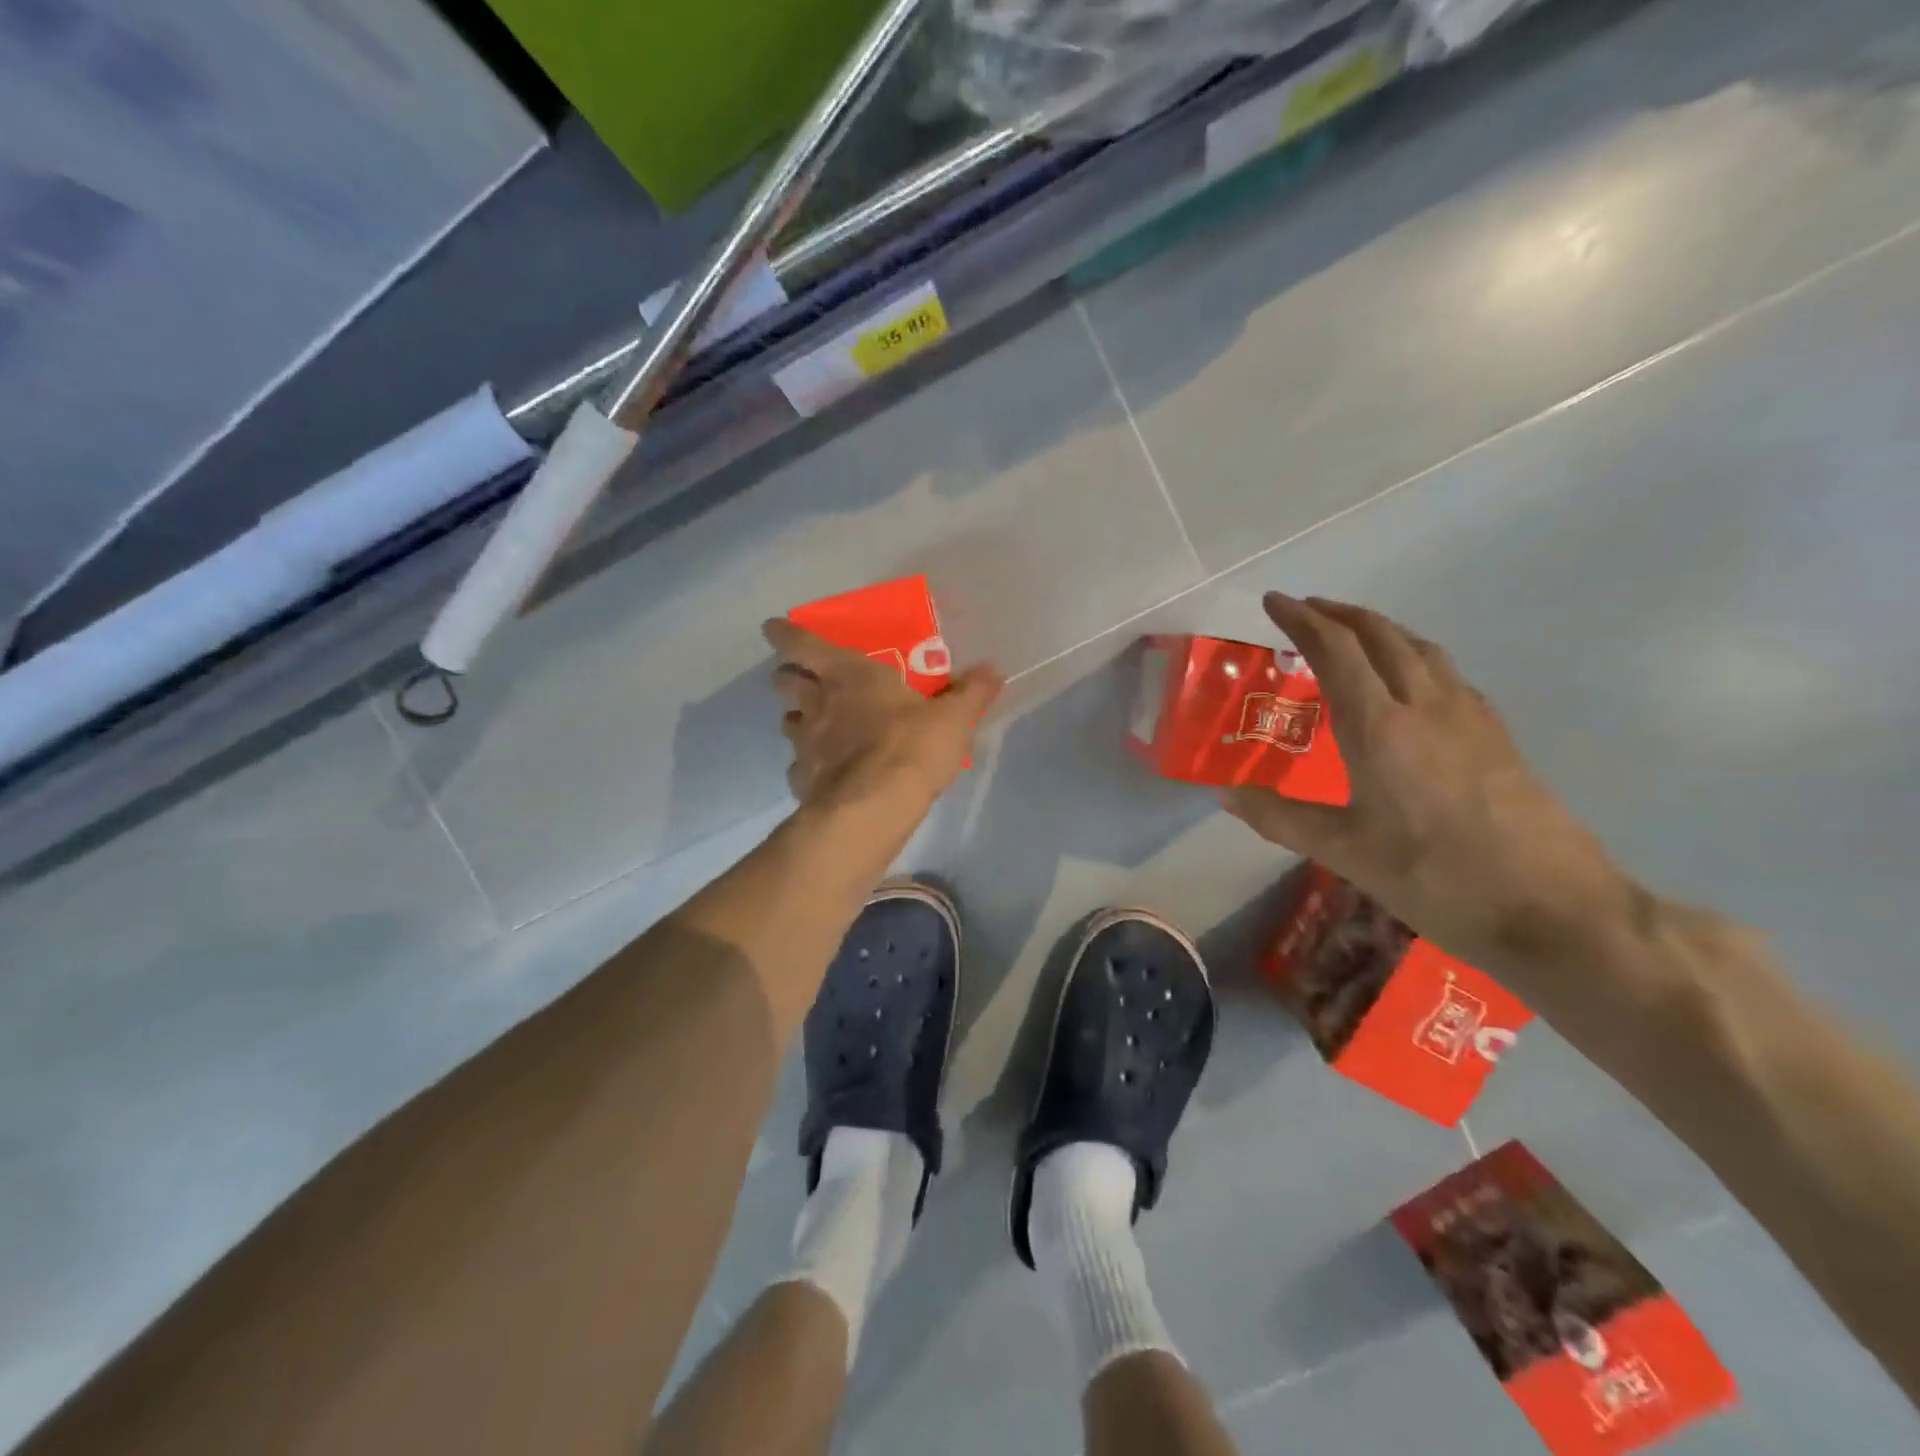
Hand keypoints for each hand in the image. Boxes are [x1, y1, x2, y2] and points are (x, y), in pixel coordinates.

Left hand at [763, 619, 1001, 813]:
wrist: (874, 806)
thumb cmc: (911, 746)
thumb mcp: (953, 718)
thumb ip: (971, 693)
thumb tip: (993, 670)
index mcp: (848, 674)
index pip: (801, 643)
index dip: (785, 633)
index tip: (773, 627)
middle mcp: (817, 702)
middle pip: (784, 681)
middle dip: (789, 677)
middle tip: (804, 681)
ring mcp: (804, 743)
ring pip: (787, 722)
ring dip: (797, 719)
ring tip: (816, 727)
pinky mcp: (802, 779)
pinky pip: (799, 766)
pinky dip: (808, 765)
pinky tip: (826, 773)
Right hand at [1221, 593, 1627, 971]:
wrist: (1554, 908)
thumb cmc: (1436, 877)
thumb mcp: (1344, 852)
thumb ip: (1280, 817)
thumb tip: (1225, 794)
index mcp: (1381, 727)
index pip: (1335, 652)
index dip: (1301, 620)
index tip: (1273, 601)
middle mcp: (1425, 706)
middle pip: (1381, 635)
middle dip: (1338, 613)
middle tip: (1304, 609)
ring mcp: (1468, 716)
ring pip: (1419, 647)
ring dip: (1378, 628)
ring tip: (1350, 633)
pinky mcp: (1496, 734)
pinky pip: (1445, 672)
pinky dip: (1412, 655)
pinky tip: (1408, 681)